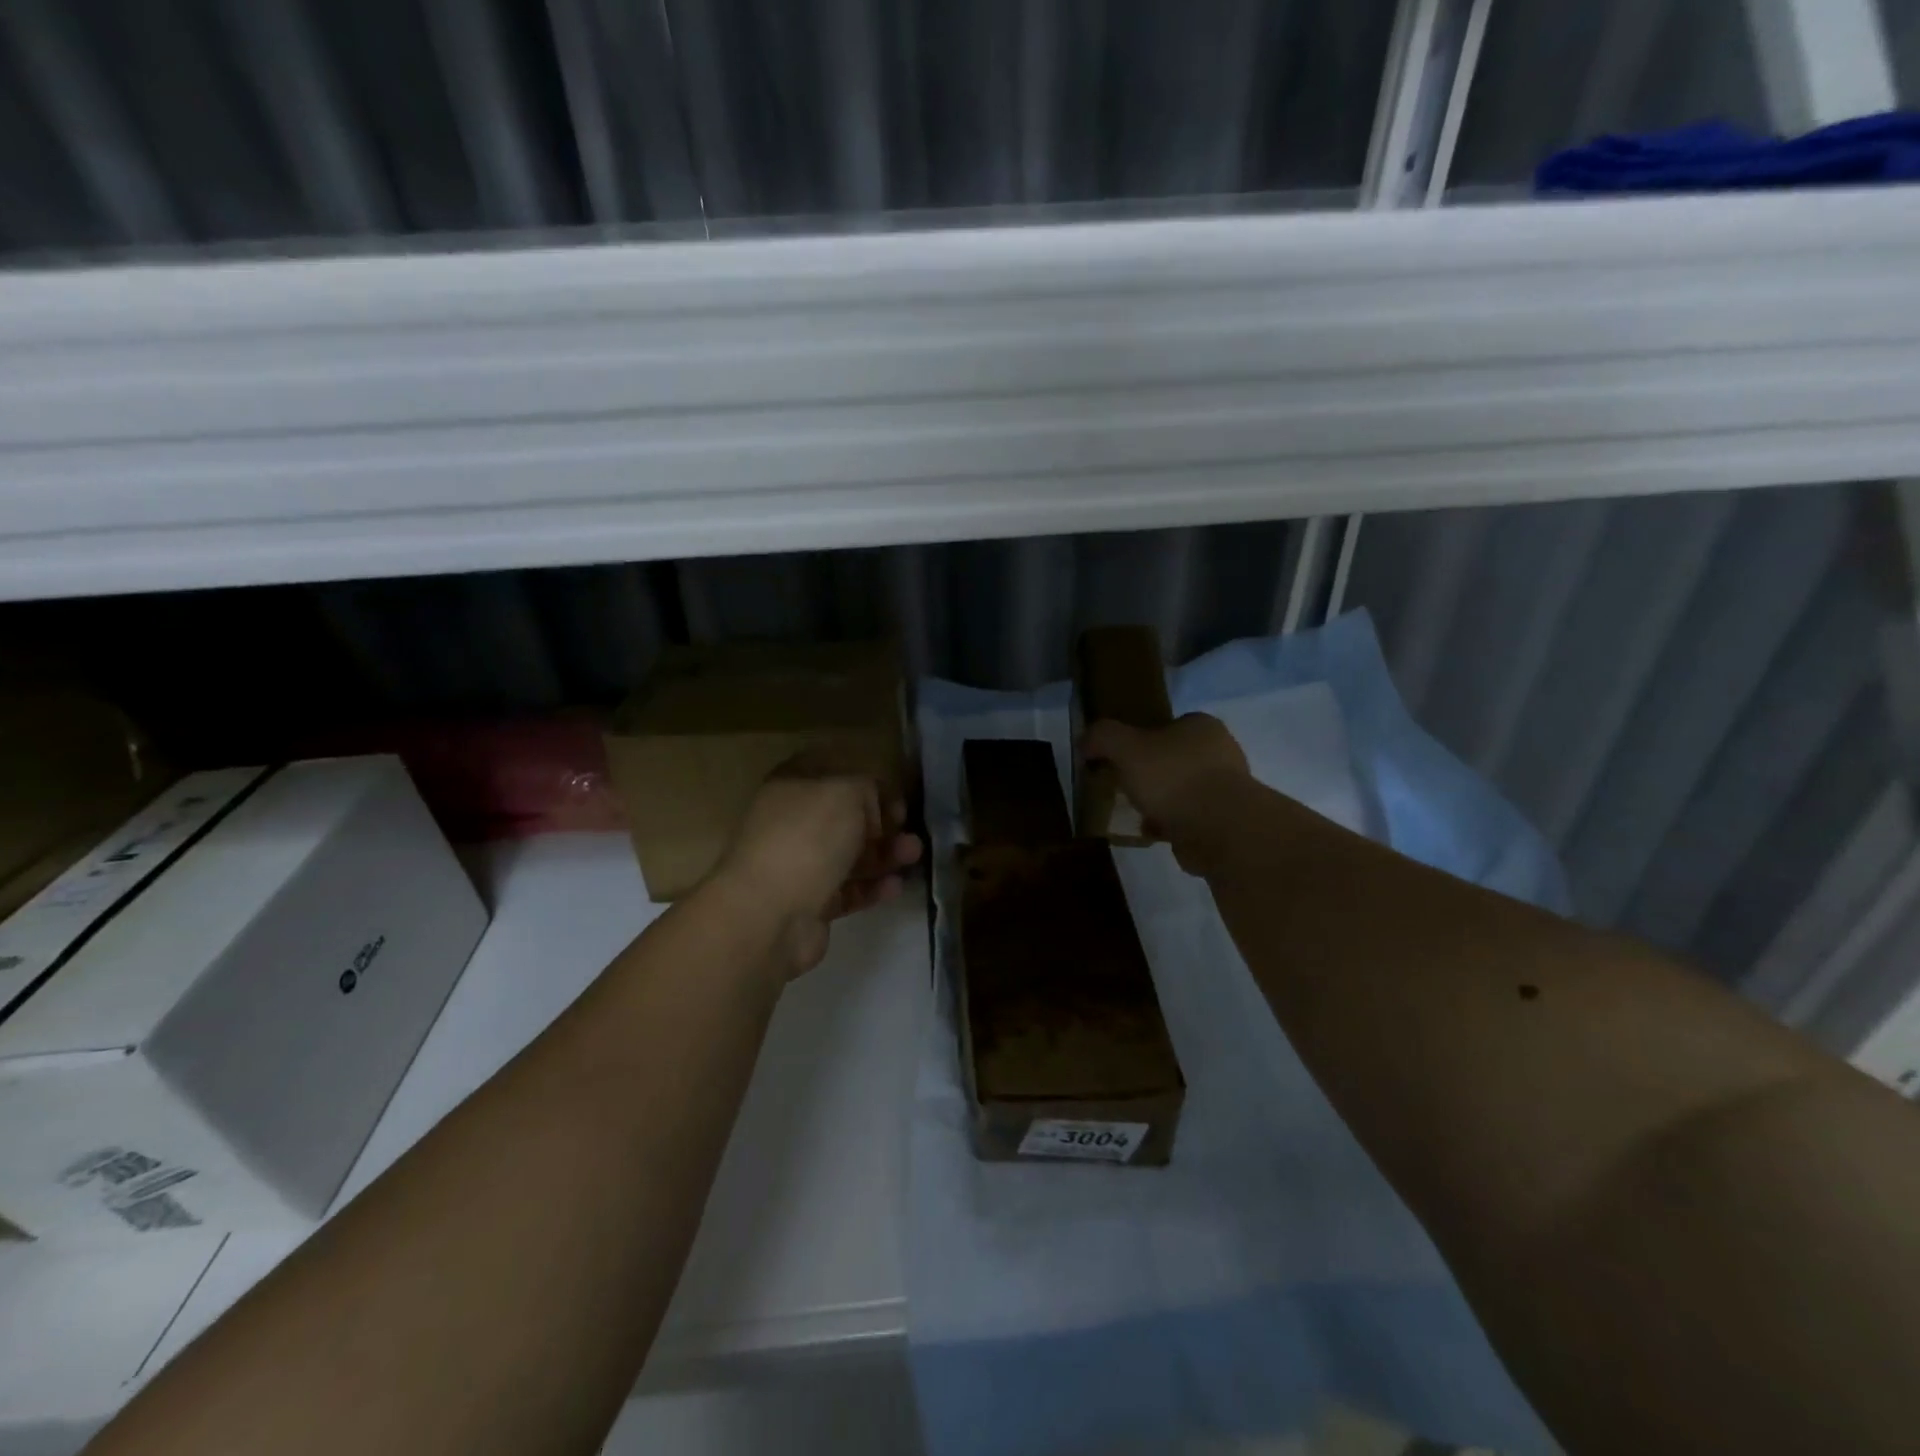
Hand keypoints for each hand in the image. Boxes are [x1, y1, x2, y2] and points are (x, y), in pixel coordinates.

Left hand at [711, 759, 922, 978]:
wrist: (769, 914)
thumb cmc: (808, 838)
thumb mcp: (848, 792)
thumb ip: (870, 789)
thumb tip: (877, 806)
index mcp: (792, 785)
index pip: (833, 771)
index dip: (866, 779)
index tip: (895, 793)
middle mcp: (792, 821)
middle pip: (845, 816)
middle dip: (882, 821)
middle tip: (910, 828)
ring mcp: (799, 864)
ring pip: (850, 854)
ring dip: (884, 853)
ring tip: (914, 855)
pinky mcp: (810, 902)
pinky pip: (848, 889)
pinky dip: (873, 887)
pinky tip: (896, 886)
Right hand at [1081, 713, 1249, 872]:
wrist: (1219, 829)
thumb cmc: (1173, 778)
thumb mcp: (1125, 747)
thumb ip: (1102, 737)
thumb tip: (1086, 741)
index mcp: (1202, 726)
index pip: (1169, 725)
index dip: (1143, 739)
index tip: (1122, 758)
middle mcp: (1222, 752)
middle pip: (1175, 759)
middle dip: (1151, 775)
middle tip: (1126, 787)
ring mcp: (1229, 789)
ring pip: (1183, 791)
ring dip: (1161, 803)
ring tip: (1136, 814)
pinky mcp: (1228, 822)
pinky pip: (1191, 819)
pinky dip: (1171, 825)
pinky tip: (1152, 833)